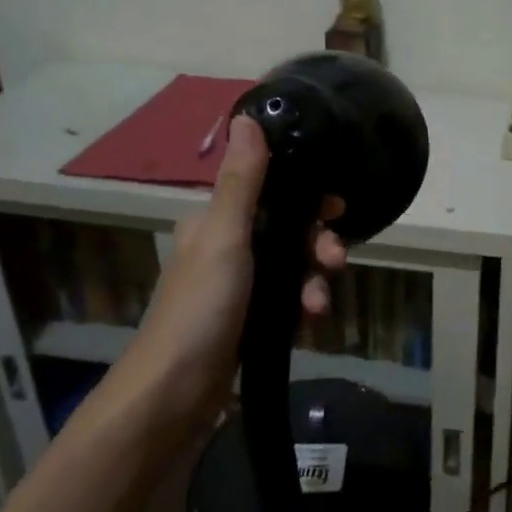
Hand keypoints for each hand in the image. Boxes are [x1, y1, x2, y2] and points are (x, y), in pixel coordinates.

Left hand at [122, 114, 346, 427]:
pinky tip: (312, 319)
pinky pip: (288, 298)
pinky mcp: (249, 319)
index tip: (335, 207)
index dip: (305, 194)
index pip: (269, 190)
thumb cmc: (200, 308)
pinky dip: (303, 303)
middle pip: (287, 228)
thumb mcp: (226, 237)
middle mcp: (226, 247)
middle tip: (336, 258)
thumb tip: (248, 117)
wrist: (175, 394)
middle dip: (316, 242)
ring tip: (319, 302)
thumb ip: (243, 181)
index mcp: (214, 221)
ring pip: (292, 265)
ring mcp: (238, 286)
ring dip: (313, 278)